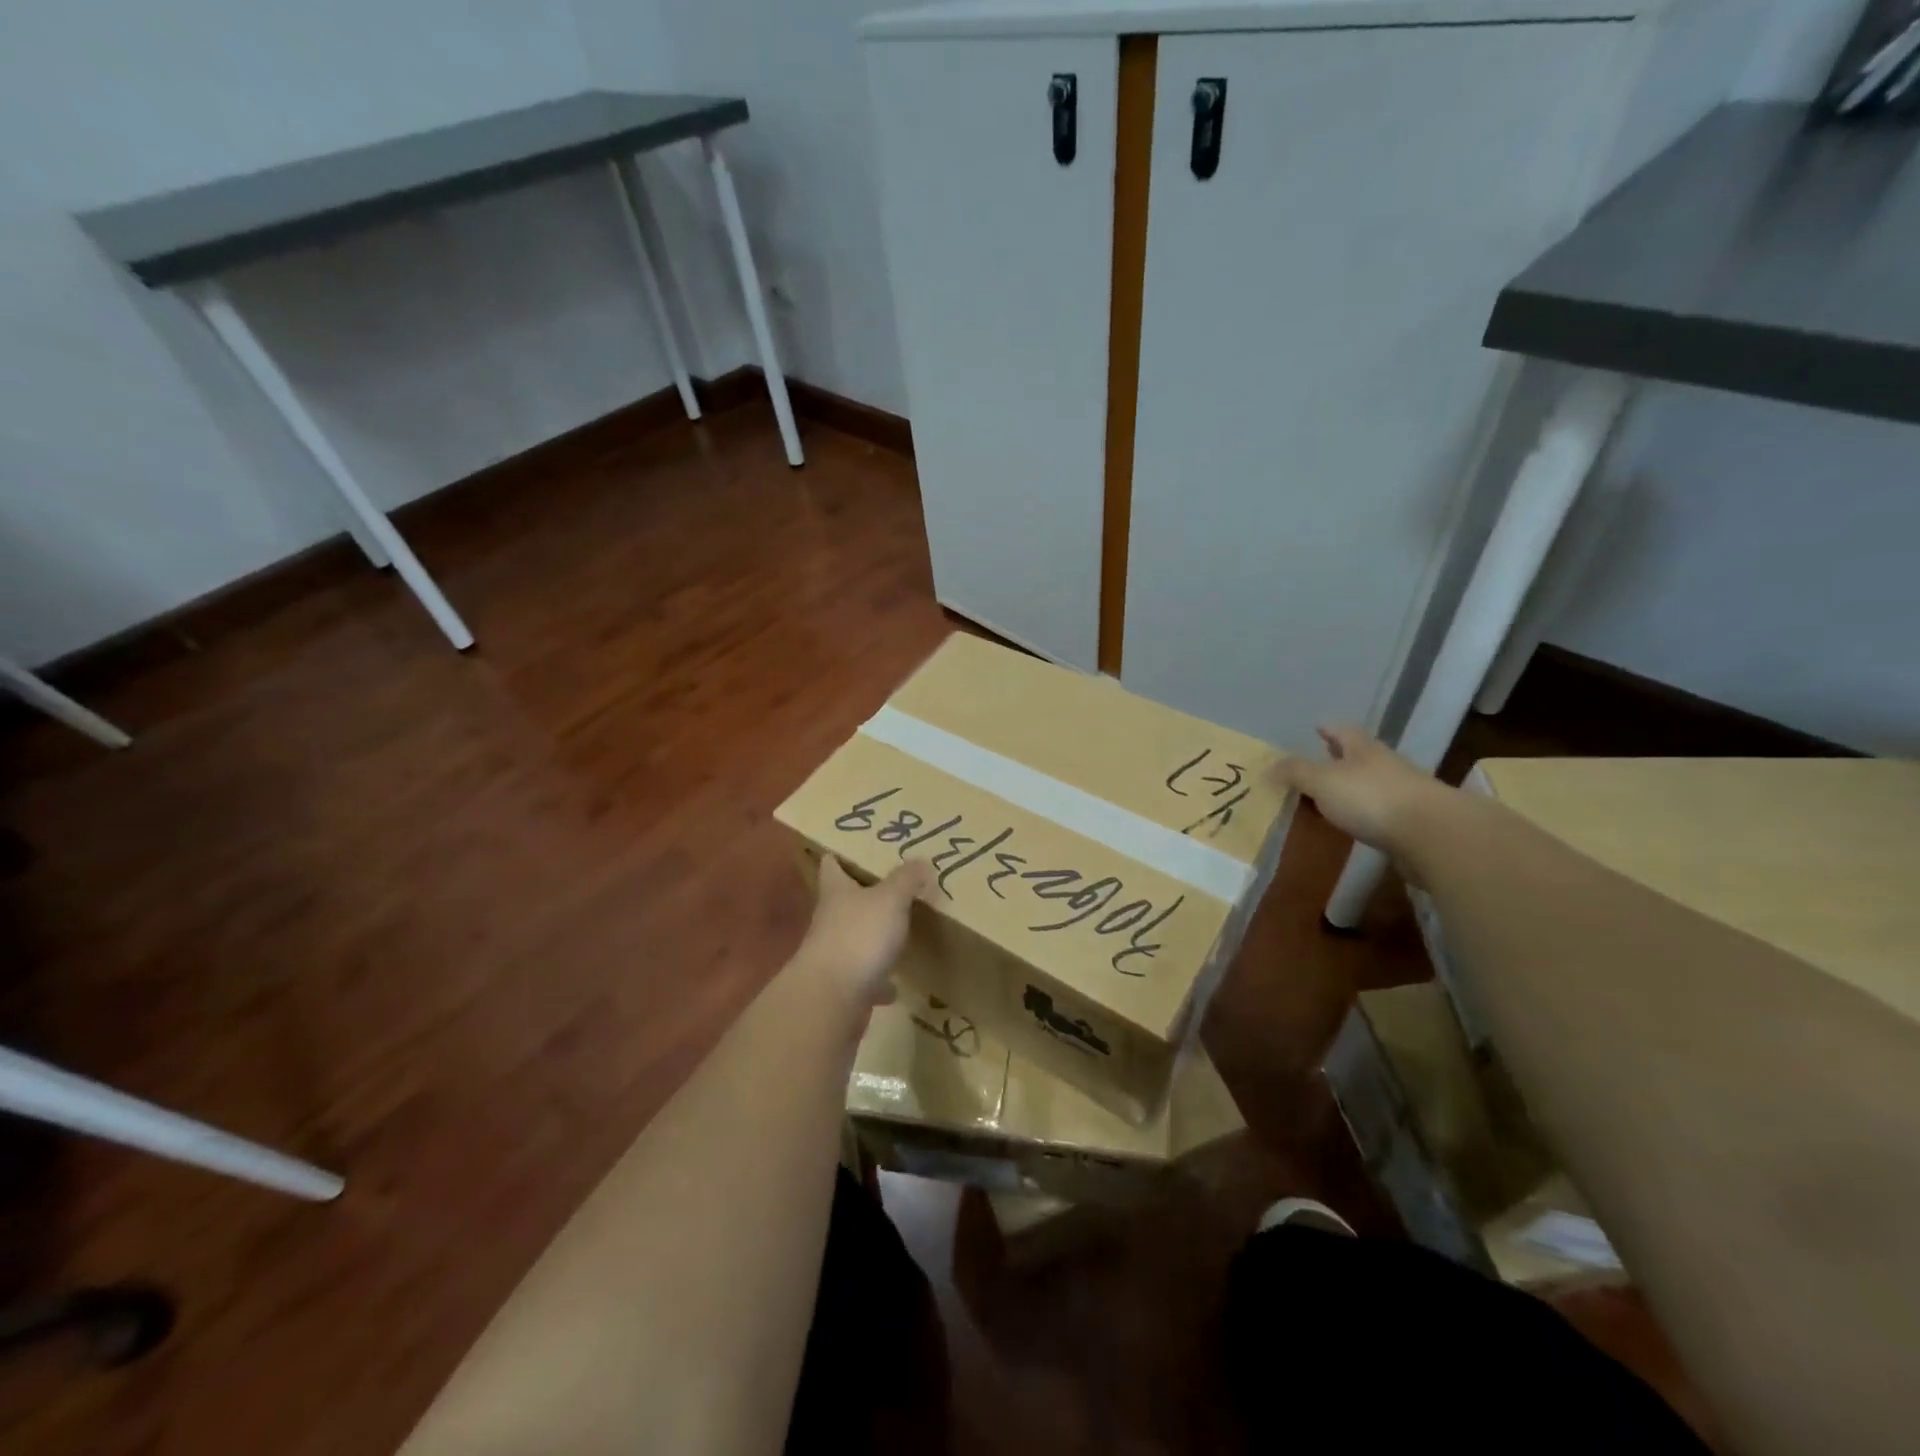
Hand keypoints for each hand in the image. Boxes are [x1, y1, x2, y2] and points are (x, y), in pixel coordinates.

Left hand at [796, 856, 932, 1005]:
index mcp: (836, 892)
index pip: (831, 865)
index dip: (841, 856)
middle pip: (844, 902)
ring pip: (855, 939)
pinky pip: (865, 979)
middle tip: (895, 887)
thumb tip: (920, 860)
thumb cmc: (859, 935)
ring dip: (873, 938)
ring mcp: (834, 955)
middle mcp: (830, 920)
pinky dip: (879, 981)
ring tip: (899, 933)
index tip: (857, 850)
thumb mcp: (890, 899)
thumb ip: (906, 880)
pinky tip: (896, 985)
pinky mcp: (843, 987)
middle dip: (865, 896)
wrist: (832, 998)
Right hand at [1272, 725, 1452, 857]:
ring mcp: (1403, 792)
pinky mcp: (1412, 821)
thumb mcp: (1322, 781)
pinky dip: (1365, 812)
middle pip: (1360, 755)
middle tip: (1319, 761)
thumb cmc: (1371, 798)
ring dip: (1353, 786)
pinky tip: (1355, 822)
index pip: (1342, 731)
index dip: (1328, 729)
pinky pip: (1381, 810)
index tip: (1317, 727)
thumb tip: (1268, 767)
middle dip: (1339, 757)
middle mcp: (1385, 765)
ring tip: (1330, 796)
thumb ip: (1295, 773)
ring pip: (1371, 782)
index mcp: (1363, 749)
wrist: (1433, 834)